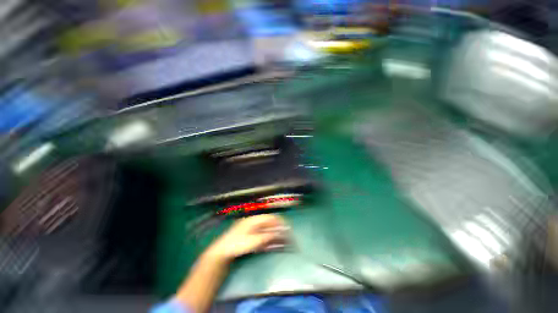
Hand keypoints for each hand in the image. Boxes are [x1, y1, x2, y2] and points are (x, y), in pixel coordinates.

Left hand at [205, 214, 288, 262]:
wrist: (222, 251)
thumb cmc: (237, 244)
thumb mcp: (254, 241)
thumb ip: (267, 236)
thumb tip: (279, 233)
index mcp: (255, 220)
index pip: (271, 217)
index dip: (280, 222)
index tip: (287, 228)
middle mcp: (255, 222)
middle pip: (270, 223)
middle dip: (279, 229)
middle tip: (287, 236)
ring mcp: (253, 229)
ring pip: (267, 229)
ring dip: (275, 234)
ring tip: (282, 241)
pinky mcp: (251, 236)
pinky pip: (263, 235)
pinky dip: (269, 239)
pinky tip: (273, 244)